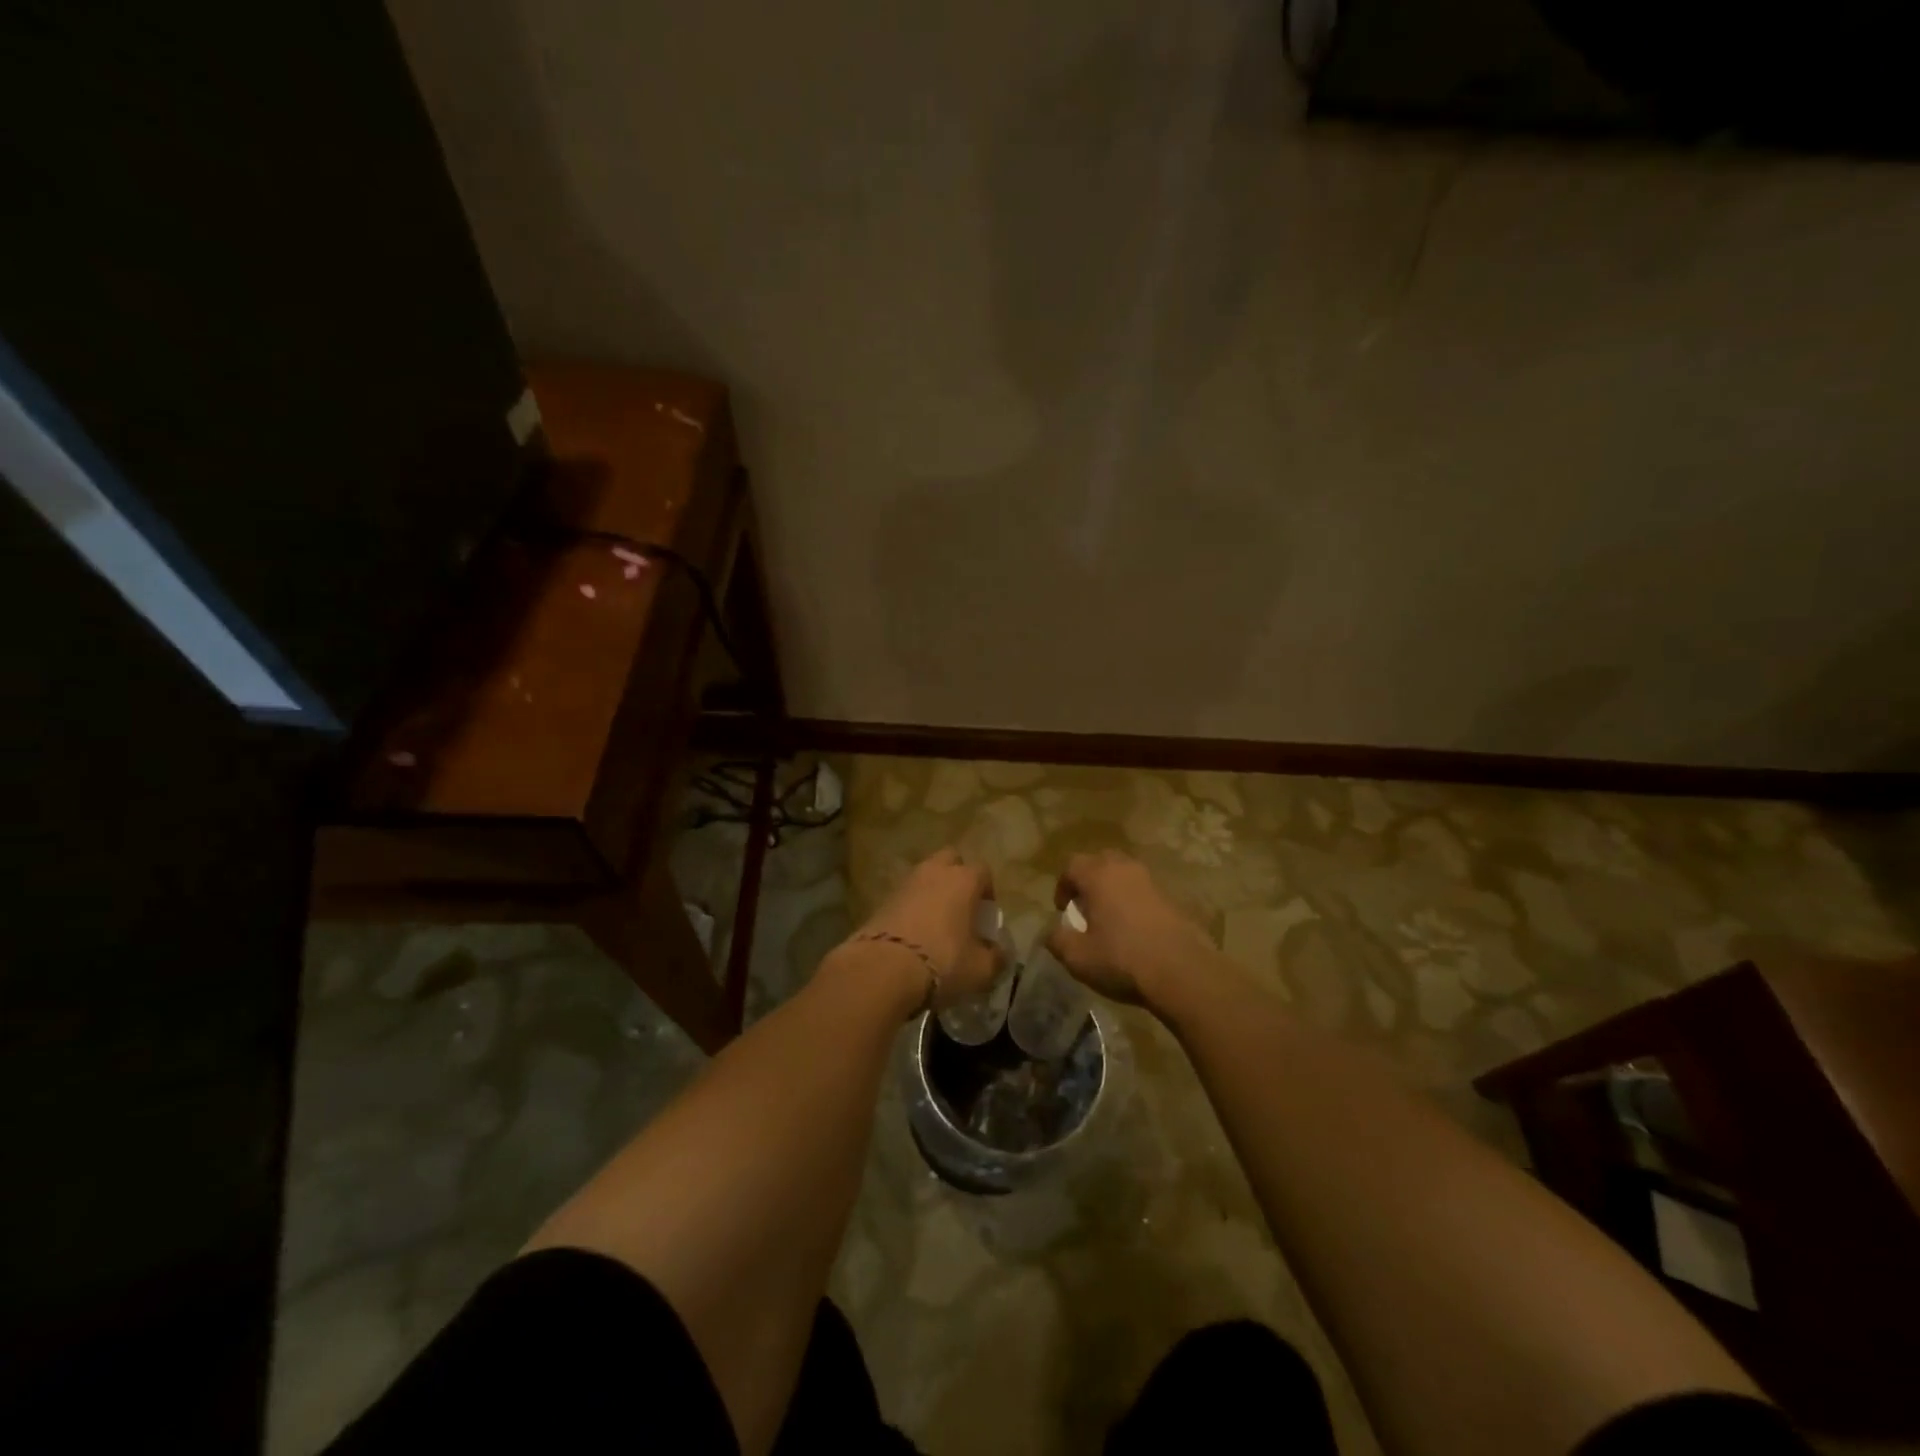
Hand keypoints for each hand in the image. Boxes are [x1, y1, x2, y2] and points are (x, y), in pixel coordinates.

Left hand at [853, 849, 1001, 1008]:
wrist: (883, 969)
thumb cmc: (944, 962)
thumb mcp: (981, 969)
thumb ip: (995, 957)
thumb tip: (998, 952)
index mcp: (964, 879)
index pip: (983, 871)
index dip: (987, 891)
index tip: (986, 916)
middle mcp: (934, 872)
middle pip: (950, 860)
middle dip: (957, 877)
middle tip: (961, 908)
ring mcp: (905, 883)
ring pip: (924, 876)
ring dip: (932, 892)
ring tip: (936, 924)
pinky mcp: (882, 900)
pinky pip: (905, 896)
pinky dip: (911, 907)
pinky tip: (913, 934)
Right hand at [1046, 850, 1219, 1012]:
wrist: (1183, 971)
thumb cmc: (1122, 960)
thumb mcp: (1078, 957)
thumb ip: (1057, 940)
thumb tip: (1052, 932)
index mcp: (1098, 876)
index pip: (1071, 865)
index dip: (1062, 885)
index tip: (1062, 909)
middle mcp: (1124, 869)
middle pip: (1100, 861)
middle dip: (1088, 879)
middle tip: (1085, 905)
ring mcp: (1151, 882)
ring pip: (1125, 873)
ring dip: (1113, 889)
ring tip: (1109, 918)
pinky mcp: (1171, 898)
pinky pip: (1143, 890)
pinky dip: (1133, 901)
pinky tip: (1134, 929)